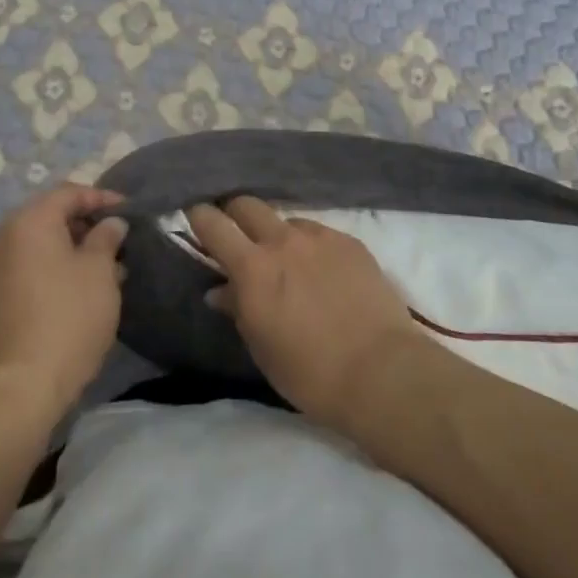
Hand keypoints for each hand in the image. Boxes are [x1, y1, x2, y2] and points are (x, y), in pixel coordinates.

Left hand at [0, 184, 127, 419]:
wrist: (22, 385)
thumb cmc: (68, 316)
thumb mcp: (99, 271)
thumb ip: (107, 238)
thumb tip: (110, 223)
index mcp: (30, 221)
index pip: (69, 193)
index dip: (102, 198)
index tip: (130, 211)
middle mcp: (6, 236)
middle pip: (52, 215)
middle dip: (88, 224)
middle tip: (120, 239)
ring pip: (43, 243)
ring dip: (75, 248)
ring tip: (109, 266)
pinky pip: (32, 265)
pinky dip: (58, 267)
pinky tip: (84, 287)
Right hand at [187, 197, 425, 430]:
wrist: (382, 372)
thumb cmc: (310, 373)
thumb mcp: (262, 347)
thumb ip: (238, 309)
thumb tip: (220, 289)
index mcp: (252, 268)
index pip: (213, 223)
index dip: (198, 216)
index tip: (194, 219)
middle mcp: (282, 241)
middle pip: (247, 204)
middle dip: (235, 214)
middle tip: (236, 235)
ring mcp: (320, 237)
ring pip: (286, 219)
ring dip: (277, 233)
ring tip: (288, 261)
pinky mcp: (350, 242)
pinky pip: (319, 233)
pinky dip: (311, 246)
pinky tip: (323, 272)